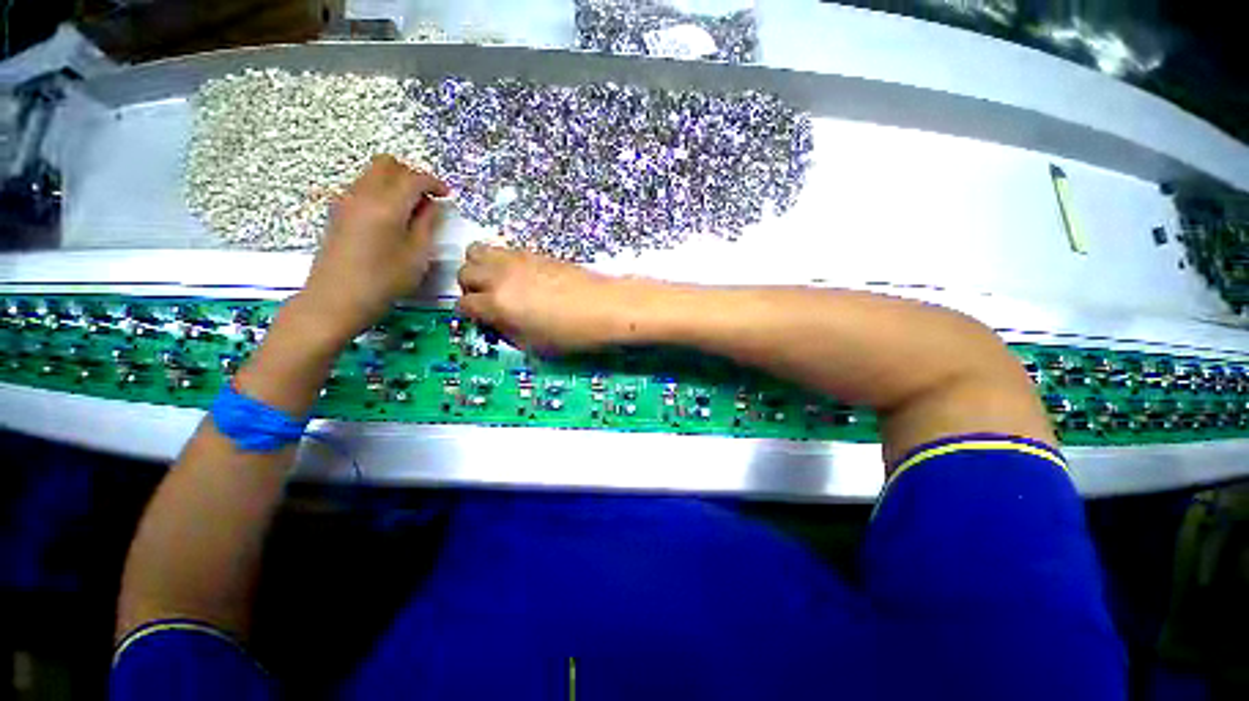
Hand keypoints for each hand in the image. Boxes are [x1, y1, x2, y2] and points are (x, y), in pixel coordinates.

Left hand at [296, 155, 449, 342]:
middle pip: (387, 164)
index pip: (413, 178)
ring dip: (395, 182)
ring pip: (373, 174)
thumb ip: (427, 224)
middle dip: (411, 174)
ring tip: (412, 209)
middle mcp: (363, 194)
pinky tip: (392, 217)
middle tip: (428, 197)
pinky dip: (382, 191)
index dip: (434, 183)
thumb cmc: (384, 280)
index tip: (447, 195)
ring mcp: (346, 201)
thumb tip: (431, 205)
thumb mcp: (418, 255)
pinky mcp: (338, 212)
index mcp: (387, 204)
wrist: (336, 299)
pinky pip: (363, 187)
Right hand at [456, 243, 639, 352]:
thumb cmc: (571, 334)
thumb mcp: (533, 344)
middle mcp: (500, 276)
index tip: (483, 321)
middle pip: (464, 272)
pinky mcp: (534, 252)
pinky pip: (504, 250)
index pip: (463, 305)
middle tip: (488, 301)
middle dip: (470, 288)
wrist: (604, 306)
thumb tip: (495, 322)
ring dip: (480, 267)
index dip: (470, 315)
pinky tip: (520, 277)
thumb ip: (506, 331)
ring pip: (478, 251)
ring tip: (498, 283)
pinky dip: (501, 261)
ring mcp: (517, 259)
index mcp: (497, 304)